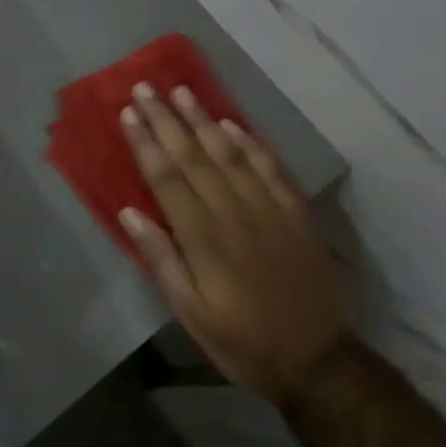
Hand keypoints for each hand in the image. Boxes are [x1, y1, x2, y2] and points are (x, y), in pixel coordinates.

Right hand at [120, 83, 348, 402]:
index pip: (167, 177)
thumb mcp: (190, 311)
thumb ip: (160, 259)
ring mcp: (268, 209)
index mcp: (203, 237)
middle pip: (194, 155)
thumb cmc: (241, 339)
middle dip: (167, 119)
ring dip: (204, 120)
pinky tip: (233, 124)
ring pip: (230, 153)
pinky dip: (251, 143)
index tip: (129, 112)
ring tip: (183, 91)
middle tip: (146, 87)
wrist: (316, 359)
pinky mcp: (295, 214)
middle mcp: (234, 212)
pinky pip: (270, 168)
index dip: (146, 142)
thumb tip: (129, 212)